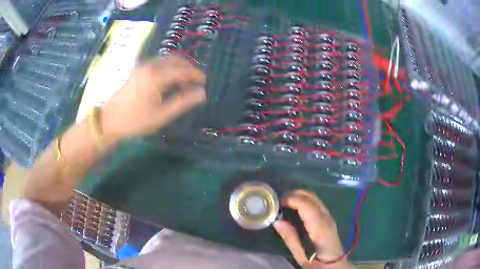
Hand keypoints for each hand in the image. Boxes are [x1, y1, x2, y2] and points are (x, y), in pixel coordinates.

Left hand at [101, 56, 205, 141]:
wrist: (110, 120)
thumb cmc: (136, 120)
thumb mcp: (162, 115)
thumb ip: (183, 102)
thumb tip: (202, 93)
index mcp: (157, 76)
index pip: (183, 70)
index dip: (196, 75)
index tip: (205, 82)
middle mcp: (151, 66)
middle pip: (176, 60)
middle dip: (189, 68)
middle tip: (196, 82)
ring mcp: (143, 66)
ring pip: (167, 60)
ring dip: (179, 68)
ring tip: (184, 84)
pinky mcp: (139, 70)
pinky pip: (159, 63)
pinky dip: (169, 68)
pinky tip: (169, 82)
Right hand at [273, 190, 350, 268]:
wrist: (334, 264)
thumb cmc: (317, 262)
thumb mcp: (300, 255)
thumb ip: (290, 237)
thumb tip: (277, 221)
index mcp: (319, 227)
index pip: (305, 205)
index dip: (291, 199)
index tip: (277, 203)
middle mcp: (326, 217)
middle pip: (311, 196)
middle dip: (294, 194)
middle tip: (279, 201)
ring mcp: (329, 216)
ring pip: (314, 197)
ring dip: (299, 196)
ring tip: (285, 203)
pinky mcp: (328, 218)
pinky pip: (316, 203)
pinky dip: (305, 200)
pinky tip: (296, 208)